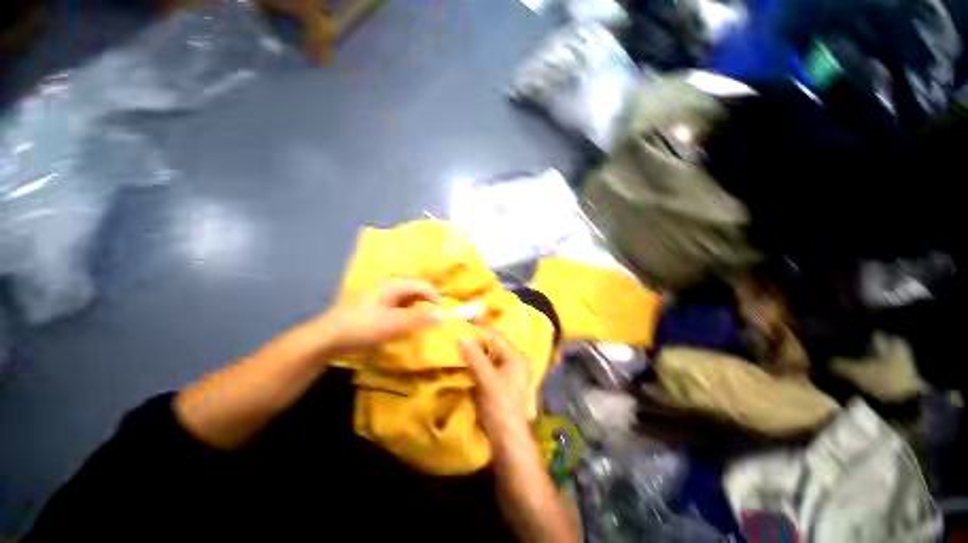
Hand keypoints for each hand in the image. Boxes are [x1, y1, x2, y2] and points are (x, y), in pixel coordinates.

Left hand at [321, 279, 441, 354]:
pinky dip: (406, 316)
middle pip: (416, 291)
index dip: (435, 298)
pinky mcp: (375, 308)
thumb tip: (443, 316)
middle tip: (434, 320)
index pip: (423, 285)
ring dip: (417, 310)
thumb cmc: (362, 327)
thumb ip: (419, 319)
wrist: (326, 339)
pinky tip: (404, 327)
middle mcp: (389, 287)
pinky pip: (398, 308)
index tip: (442, 315)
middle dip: (427, 304)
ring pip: (407, 300)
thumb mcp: (393, 324)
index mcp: (394, 285)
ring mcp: (381, 297)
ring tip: (422, 325)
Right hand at [458, 329, 533, 442]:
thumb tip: (460, 336)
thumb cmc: (499, 407)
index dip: (478, 330)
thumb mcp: (485, 379)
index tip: (460, 327)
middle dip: (476, 341)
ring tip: (460, 347)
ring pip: (491, 355)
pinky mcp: (504, 382)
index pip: (496, 336)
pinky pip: (490, 365)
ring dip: (476, 352)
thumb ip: (474, 356)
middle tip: (458, 337)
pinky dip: (479, 362)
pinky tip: (468, 363)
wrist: (507, 440)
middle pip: (494, 344)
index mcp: (516, 357)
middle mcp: (517, 361)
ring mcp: (511, 372)